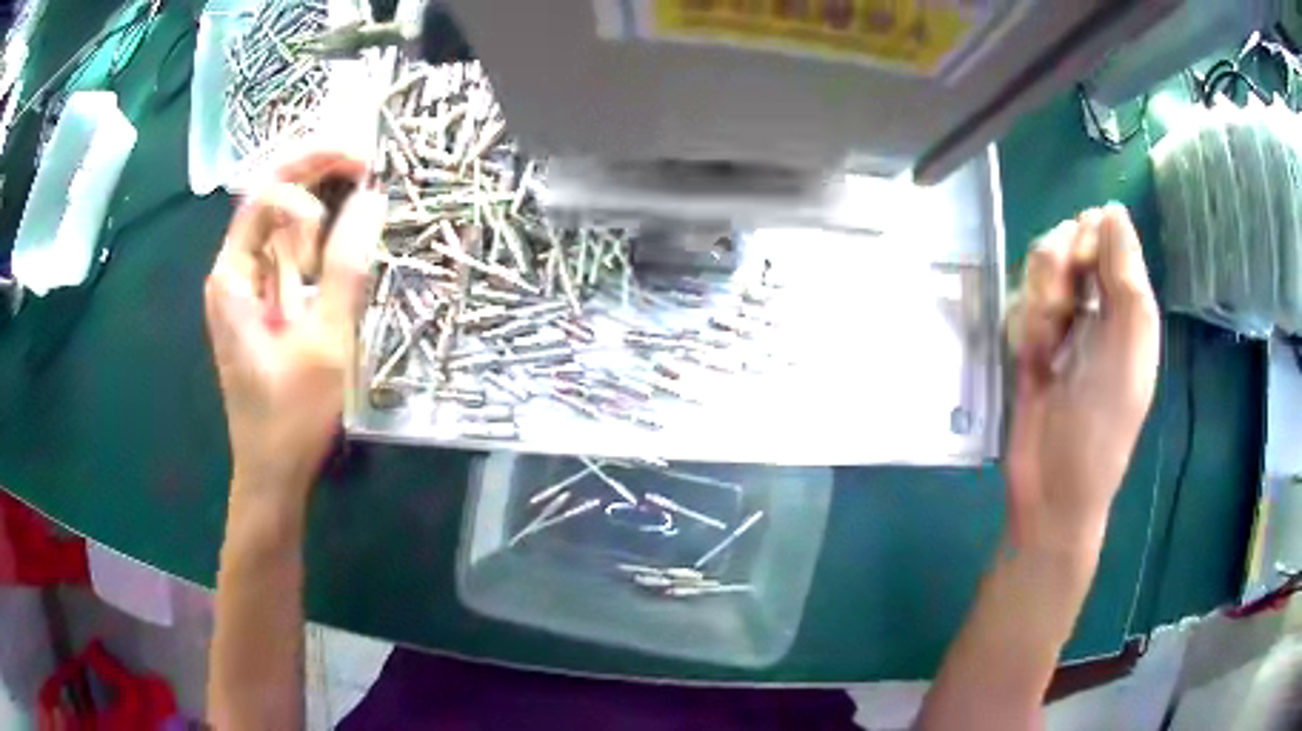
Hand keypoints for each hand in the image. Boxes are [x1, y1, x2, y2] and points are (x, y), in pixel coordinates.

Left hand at [205, 149, 384, 495]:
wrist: (271, 474)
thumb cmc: (291, 416)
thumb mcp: (325, 342)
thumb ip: (346, 268)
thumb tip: (372, 200)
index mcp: (232, 277)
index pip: (263, 198)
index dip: (307, 186)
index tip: (352, 202)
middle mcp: (233, 272)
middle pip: (268, 197)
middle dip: (313, 171)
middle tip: (365, 159)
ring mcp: (247, 288)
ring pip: (279, 222)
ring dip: (317, 200)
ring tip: (359, 188)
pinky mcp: (263, 305)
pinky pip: (287, 253)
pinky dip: (317, 236)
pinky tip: (343, 230)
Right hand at [1006, 205, 1159, 555]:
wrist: (1052, 487)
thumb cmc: (1102, 424)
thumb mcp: (1128, 347)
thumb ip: (1126, 275)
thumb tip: (1111, 209)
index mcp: (1127, 302)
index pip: (1103, 231)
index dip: (1087, 239)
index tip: (1084, 268)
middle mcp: (1096, 303)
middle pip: (1065, 241)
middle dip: (1058, 272)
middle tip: (1064, 315)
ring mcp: (1062, 321)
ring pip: (1037, 271)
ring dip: (1039, 305)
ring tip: (1045, 350)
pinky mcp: (1029, 340)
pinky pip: (1019, 303)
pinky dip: (1023, 327)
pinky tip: (1032, 361)